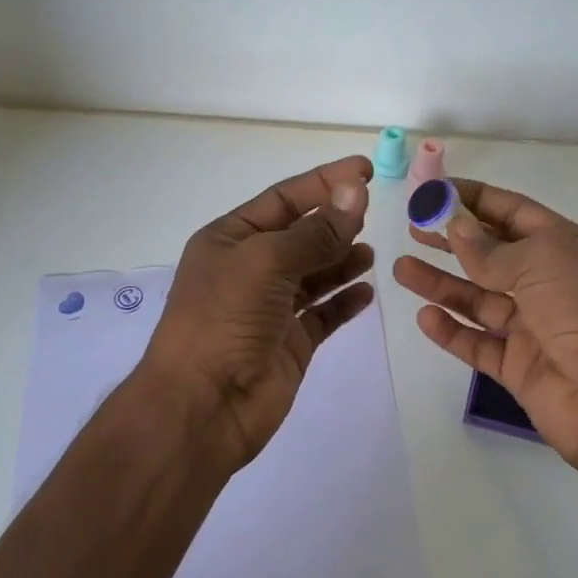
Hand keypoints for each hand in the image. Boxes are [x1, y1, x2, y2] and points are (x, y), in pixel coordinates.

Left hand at [138, 155, 374, 472]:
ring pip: (314, 274)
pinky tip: (367, 291)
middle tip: (373, 212)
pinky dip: (344, 301)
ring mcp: (270, 309)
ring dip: (342, 260)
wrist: (204, 405)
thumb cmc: (225, 319)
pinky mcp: (290, 343)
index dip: (323, 182)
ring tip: (371, 252)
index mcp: (230, 240)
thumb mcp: (267, 261)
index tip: (365, 171)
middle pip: (300, 235)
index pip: (283, 199)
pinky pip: (323, 314)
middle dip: (334, 222)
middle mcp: (249, 270)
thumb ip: (316, 231)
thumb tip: (355, 192)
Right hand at [392, 180, 577, 482]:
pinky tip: (424, 317)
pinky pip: (478, 344)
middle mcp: (550, 283)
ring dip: (441, 284)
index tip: (432, 192)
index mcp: (566, 247)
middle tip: (412, 229)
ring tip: (401, 268)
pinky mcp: (519, 367)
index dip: (473, 199)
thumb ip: (490, 248)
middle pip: (491, 255)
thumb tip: (455, 223)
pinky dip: (451, 331)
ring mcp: (534, 327)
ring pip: (478, 299)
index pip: (513, 212)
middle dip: (452, 240)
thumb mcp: (541, 261)